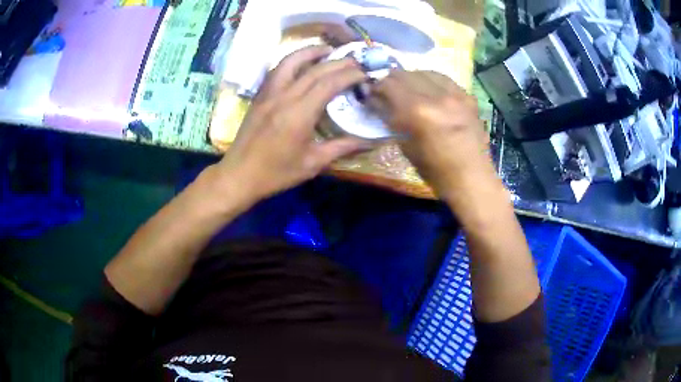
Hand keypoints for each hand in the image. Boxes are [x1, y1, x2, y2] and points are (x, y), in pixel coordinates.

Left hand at [214, 46, 367, 204]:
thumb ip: (342, 147)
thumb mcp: (313, 164)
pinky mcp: (259, 96)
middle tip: (355, 60)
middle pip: (315, 69)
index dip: (349, 75)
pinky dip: (292, 61)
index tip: (364, 73)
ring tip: (328, 49)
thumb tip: (370, 141)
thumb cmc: (277, 173)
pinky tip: (301, 63)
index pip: (329, 83)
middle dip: (338, 62)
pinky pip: (277, 70)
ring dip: (311, 52)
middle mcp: (284, 97)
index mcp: (299, 114)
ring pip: (290, 61)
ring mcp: (269, 94)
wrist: (239, 175)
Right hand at [368, 70, 492, 199]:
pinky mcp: (467, 96)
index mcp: (418, 111)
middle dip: (391, 82)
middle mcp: (437, 96)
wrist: (471, 178)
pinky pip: (443, 79)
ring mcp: (455, 94)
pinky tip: (428, 91)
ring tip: (408, 90)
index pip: (388, 85)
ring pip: (424, 72)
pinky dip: (431, 82)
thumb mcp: (405, 145)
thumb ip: (391, 118)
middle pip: (405, 74)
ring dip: (411, 79)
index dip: (375, 89)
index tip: (372, 96)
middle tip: (387, 93)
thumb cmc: (436, 171)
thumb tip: (377, 102)